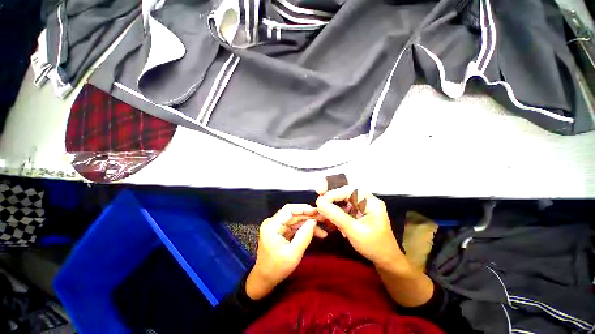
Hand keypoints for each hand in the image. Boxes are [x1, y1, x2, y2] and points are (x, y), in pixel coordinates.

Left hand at [246, 204, 325, 299]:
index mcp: (272, 225)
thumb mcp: (293, 254)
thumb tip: (314, 221)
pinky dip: (305, 229)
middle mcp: (273, 222)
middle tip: (323, 219)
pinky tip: (317, 233)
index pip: (289, 209)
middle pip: (294, 214)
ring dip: (309, 223)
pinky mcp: (281, 231)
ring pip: (296, 220)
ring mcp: (277, 226)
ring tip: (323, 228)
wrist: (264, 280)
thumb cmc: (277, 268)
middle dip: (309, 216)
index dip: (303, 208)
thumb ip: (304, 236)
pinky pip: (295, 226)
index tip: (317, 211)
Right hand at [316, 186, 432, 306]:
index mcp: (370, 201)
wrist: (386, 260)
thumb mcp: (354, 231)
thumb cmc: (374, 246)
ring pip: (342, 199)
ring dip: (332, 205)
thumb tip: (320, 204)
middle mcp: (366, 200)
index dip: (333, 194)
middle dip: (331, 197)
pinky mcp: (358, 212)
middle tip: (319, 204)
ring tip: (323, 213)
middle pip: (345, 192)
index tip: (320, 202)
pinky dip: (336, 212)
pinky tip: (332, 221)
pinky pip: (344, 207)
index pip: (349, 190)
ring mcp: (362, 205)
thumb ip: (337, 216)